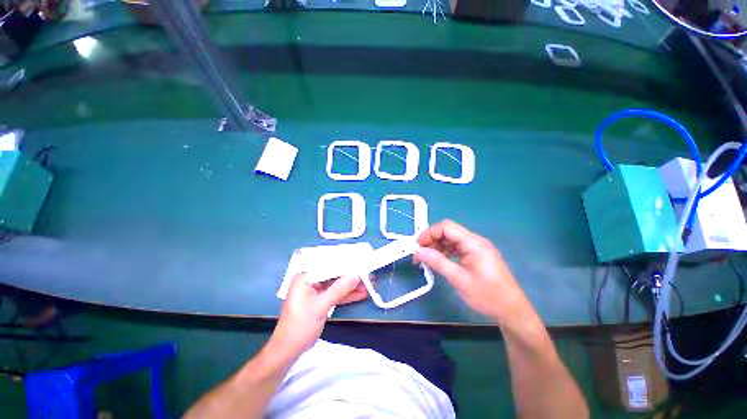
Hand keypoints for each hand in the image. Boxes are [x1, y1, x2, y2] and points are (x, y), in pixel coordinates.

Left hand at [271, 273, 367, 356]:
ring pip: (337, 284)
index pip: (327, 265)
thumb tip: (356, 275)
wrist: (289, 350)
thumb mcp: (320, 306)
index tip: (360, 263)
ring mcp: (316, 290)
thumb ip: (338, 289)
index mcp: (305, 277)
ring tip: (368, 283)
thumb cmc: (300, 326)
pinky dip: (347, 294)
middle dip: (350, 275)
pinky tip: (360, 293)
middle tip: (367, 274)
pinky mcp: (321, 299)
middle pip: (334, 274)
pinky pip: (336, 293)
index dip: (345, 264)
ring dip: (351, 285)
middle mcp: (311, 280)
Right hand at [415, 220, 525, 322]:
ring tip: (426, 259)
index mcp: (473, 243)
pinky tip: (438, 261)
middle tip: (419, 254)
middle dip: (431, 240)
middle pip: (448, 232)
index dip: (429, 233)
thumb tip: (418, 251)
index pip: (446, 227)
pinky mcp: (475, 255)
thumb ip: (437, 262)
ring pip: (451, 239)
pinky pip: (456, 248)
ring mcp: (476, 248)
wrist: (512, 311)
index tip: (417, 246)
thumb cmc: (488, 295)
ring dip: (437, 246)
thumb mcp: (459, 279)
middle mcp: (475, 241)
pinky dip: (445, 252)